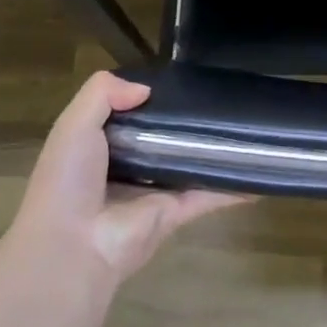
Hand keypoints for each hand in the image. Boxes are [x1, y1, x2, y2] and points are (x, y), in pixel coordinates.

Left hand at [11, 71, 248, 282]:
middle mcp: (127, 168)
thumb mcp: (74, 124)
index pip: (128, 116)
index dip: (148, 98)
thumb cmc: (68, 180)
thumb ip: (103, 93)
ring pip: (188, 164)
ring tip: (245, 126)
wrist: (73, 246)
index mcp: (99, 147)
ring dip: (211, 150)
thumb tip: (146, 89)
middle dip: (185, 121)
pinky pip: (209, 195)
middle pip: (162, 138)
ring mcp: (153, 192)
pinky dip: (234, 187)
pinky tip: (259, 174)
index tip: (178, 79)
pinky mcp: (175, 213)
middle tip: (219, 96)